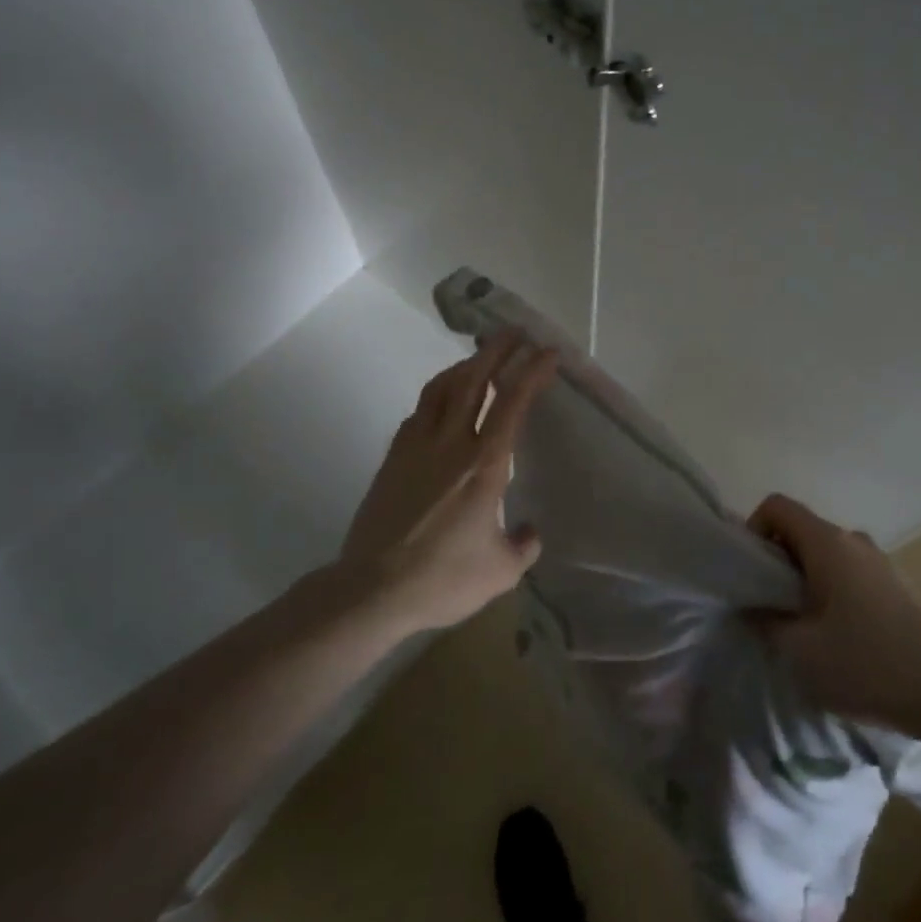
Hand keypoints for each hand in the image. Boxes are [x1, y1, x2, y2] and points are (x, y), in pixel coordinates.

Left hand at [337, 330, 556, 634]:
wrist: (372, 588)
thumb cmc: (443, 578)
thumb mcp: (501, 572)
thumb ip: (524, 546)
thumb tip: (530, 532)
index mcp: (484, 464)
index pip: (512, 403)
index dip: (532, 372)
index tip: (548, 352)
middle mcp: (450, 444)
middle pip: (474, 381)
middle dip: (497, 351)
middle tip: (514, 332)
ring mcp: (416, 447)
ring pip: (440, 389)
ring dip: (463, 366)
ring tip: (478, 358)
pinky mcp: (393, 459)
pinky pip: (418, 413)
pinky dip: (436, 397)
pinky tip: (441, 403)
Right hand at [748, 493, 920, 730]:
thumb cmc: (866, 664)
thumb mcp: (800, 651)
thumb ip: (765, 622)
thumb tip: (752, 607)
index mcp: (827, 543)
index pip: (777, 506)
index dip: (753, 528)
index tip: (750, 572)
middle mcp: (853, 540)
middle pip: (801, 530)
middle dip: (777, 560)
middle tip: (768, 604)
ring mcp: (879, 561)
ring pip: (826, 553)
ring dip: (804, 578)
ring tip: (801, 625)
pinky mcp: (896, 585)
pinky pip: (849, 572)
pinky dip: (831, 590)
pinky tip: (837, 635)